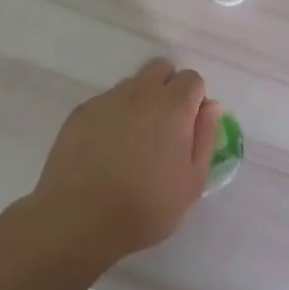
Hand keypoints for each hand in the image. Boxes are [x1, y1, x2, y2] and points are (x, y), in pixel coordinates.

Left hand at [31, 58, 222, 263]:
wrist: (78, 221)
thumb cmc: (145, 208)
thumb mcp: (192, 182)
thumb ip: (205, 136)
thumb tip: (210, 105)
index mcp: (172, 107)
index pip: (192, 79)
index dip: (194, 100)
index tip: (188, 127)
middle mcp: (140, 93)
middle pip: (160, 69)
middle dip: (168, 88)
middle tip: (165, 126)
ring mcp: (106, 100)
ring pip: (132, 84)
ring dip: (140, 101)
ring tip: (132, 141)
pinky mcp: (80, 113)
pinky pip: (105, 101)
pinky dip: (113, 115)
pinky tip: (106, 148)